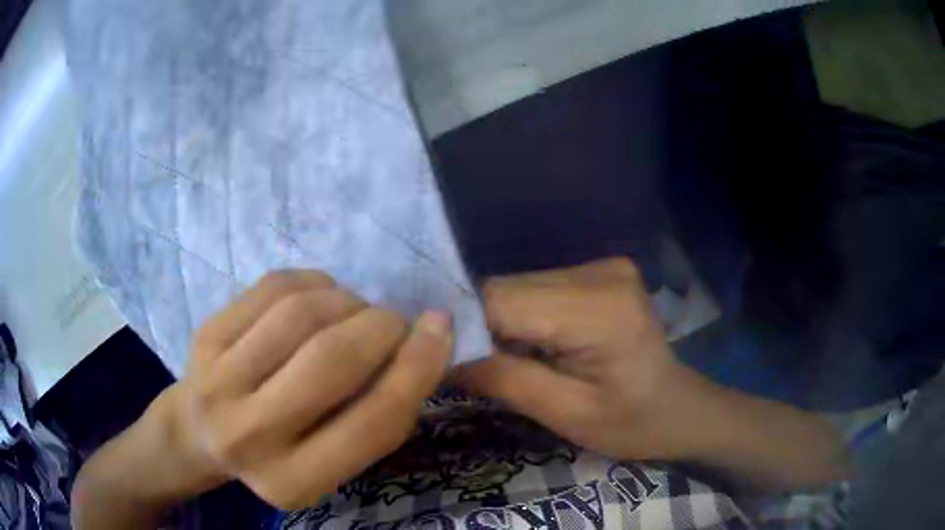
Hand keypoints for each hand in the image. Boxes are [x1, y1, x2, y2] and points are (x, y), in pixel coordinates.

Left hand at [157, 271, 452, 508]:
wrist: (198, 434)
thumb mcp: (329, 462)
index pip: (372, 422)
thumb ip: (374, 417)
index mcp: (294, 482)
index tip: (441, 329)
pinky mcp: (205, 334)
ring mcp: (219, 379)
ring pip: (302, 313)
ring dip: (348, 300)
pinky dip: (314, 282)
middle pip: (334, 359)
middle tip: (394, 321)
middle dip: (382, 326)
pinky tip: (319, 296)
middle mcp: (250, 435)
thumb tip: (420, 344)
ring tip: (354, 311)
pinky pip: (275, 286)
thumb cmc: (276, 453)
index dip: (417, 368)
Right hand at [458, 258, 700, 460]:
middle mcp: (600, 272)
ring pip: (519, 286)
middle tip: (467, 365)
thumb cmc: (631, 423)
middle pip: (509, 288)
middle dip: (479, 325)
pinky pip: (538, 288)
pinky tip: (528, 343)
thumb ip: (503, 381)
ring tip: (499, 358)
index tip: (438, 358)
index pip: (503, 301)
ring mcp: (603, 266)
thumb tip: (439, 359)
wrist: (678, 408)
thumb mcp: (566, 415)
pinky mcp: (600, 270)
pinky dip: (522, 314)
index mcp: (599, 310)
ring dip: (499, 320)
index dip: (462, 327)